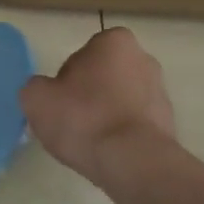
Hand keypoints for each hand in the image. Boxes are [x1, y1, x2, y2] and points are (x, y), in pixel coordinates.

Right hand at [20, 27, 183, 203]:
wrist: (133, 162)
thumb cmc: (84, 118)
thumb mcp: (37, 98)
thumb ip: (35, 87)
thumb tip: (44, 93)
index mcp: (114, 41)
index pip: (81, 56)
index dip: (66, 81)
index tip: (60, 104)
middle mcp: (143, 58)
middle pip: (104, 76)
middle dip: (90, 95)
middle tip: (72, 122)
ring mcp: (160, 92)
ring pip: (121, 101)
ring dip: (107, 116)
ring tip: (90, 143)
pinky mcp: (169, 124)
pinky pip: (135, 125)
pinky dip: (123, 135)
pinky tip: (109, 154)